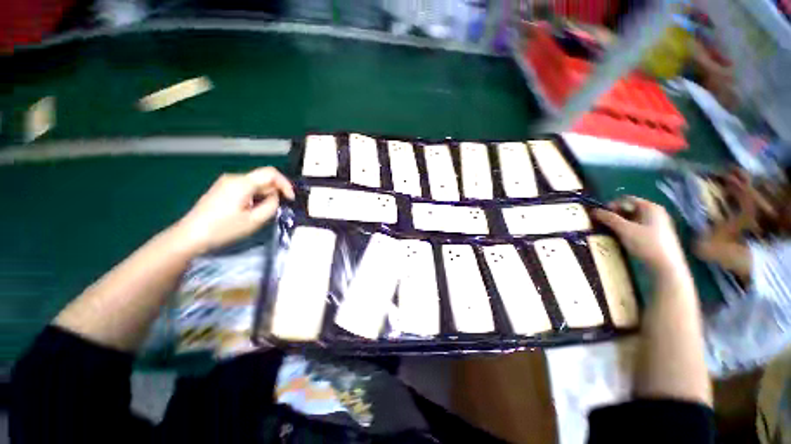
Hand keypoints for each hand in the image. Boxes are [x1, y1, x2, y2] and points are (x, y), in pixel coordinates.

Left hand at [171, 167, 293, 254]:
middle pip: (263, 178)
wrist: (190, 236)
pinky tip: (251, 210)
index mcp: (242, 183)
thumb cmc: (223, 229)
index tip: (290, 198)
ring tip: (262, 213)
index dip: (285, 184)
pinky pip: (246, 188)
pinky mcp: (222, 189)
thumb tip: (275, 197)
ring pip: (256, 184)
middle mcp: (234, 178)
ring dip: (265, 195)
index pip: (271, 173)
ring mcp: (226, 182)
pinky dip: (255, 196)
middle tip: (276, 210)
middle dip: (274, 192)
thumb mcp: (255, 220)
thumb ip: (271, 205)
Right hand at [592, 197, 686, 274]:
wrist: (666, 266)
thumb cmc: (646, 244)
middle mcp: (656, 212)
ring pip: (633, 219)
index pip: (625, 199)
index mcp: (650, 206)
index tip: (601, 216)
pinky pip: (639, 227)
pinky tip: (624, 239)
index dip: (611, 205)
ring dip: (620, 224)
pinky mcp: (658, 235)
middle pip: (630, 208)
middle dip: (615, 215)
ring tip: (612, 232)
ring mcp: (658, 224)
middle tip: (604, 224)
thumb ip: (608, 218)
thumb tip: (594, 210)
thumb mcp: (624, 230)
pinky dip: (629, 230)